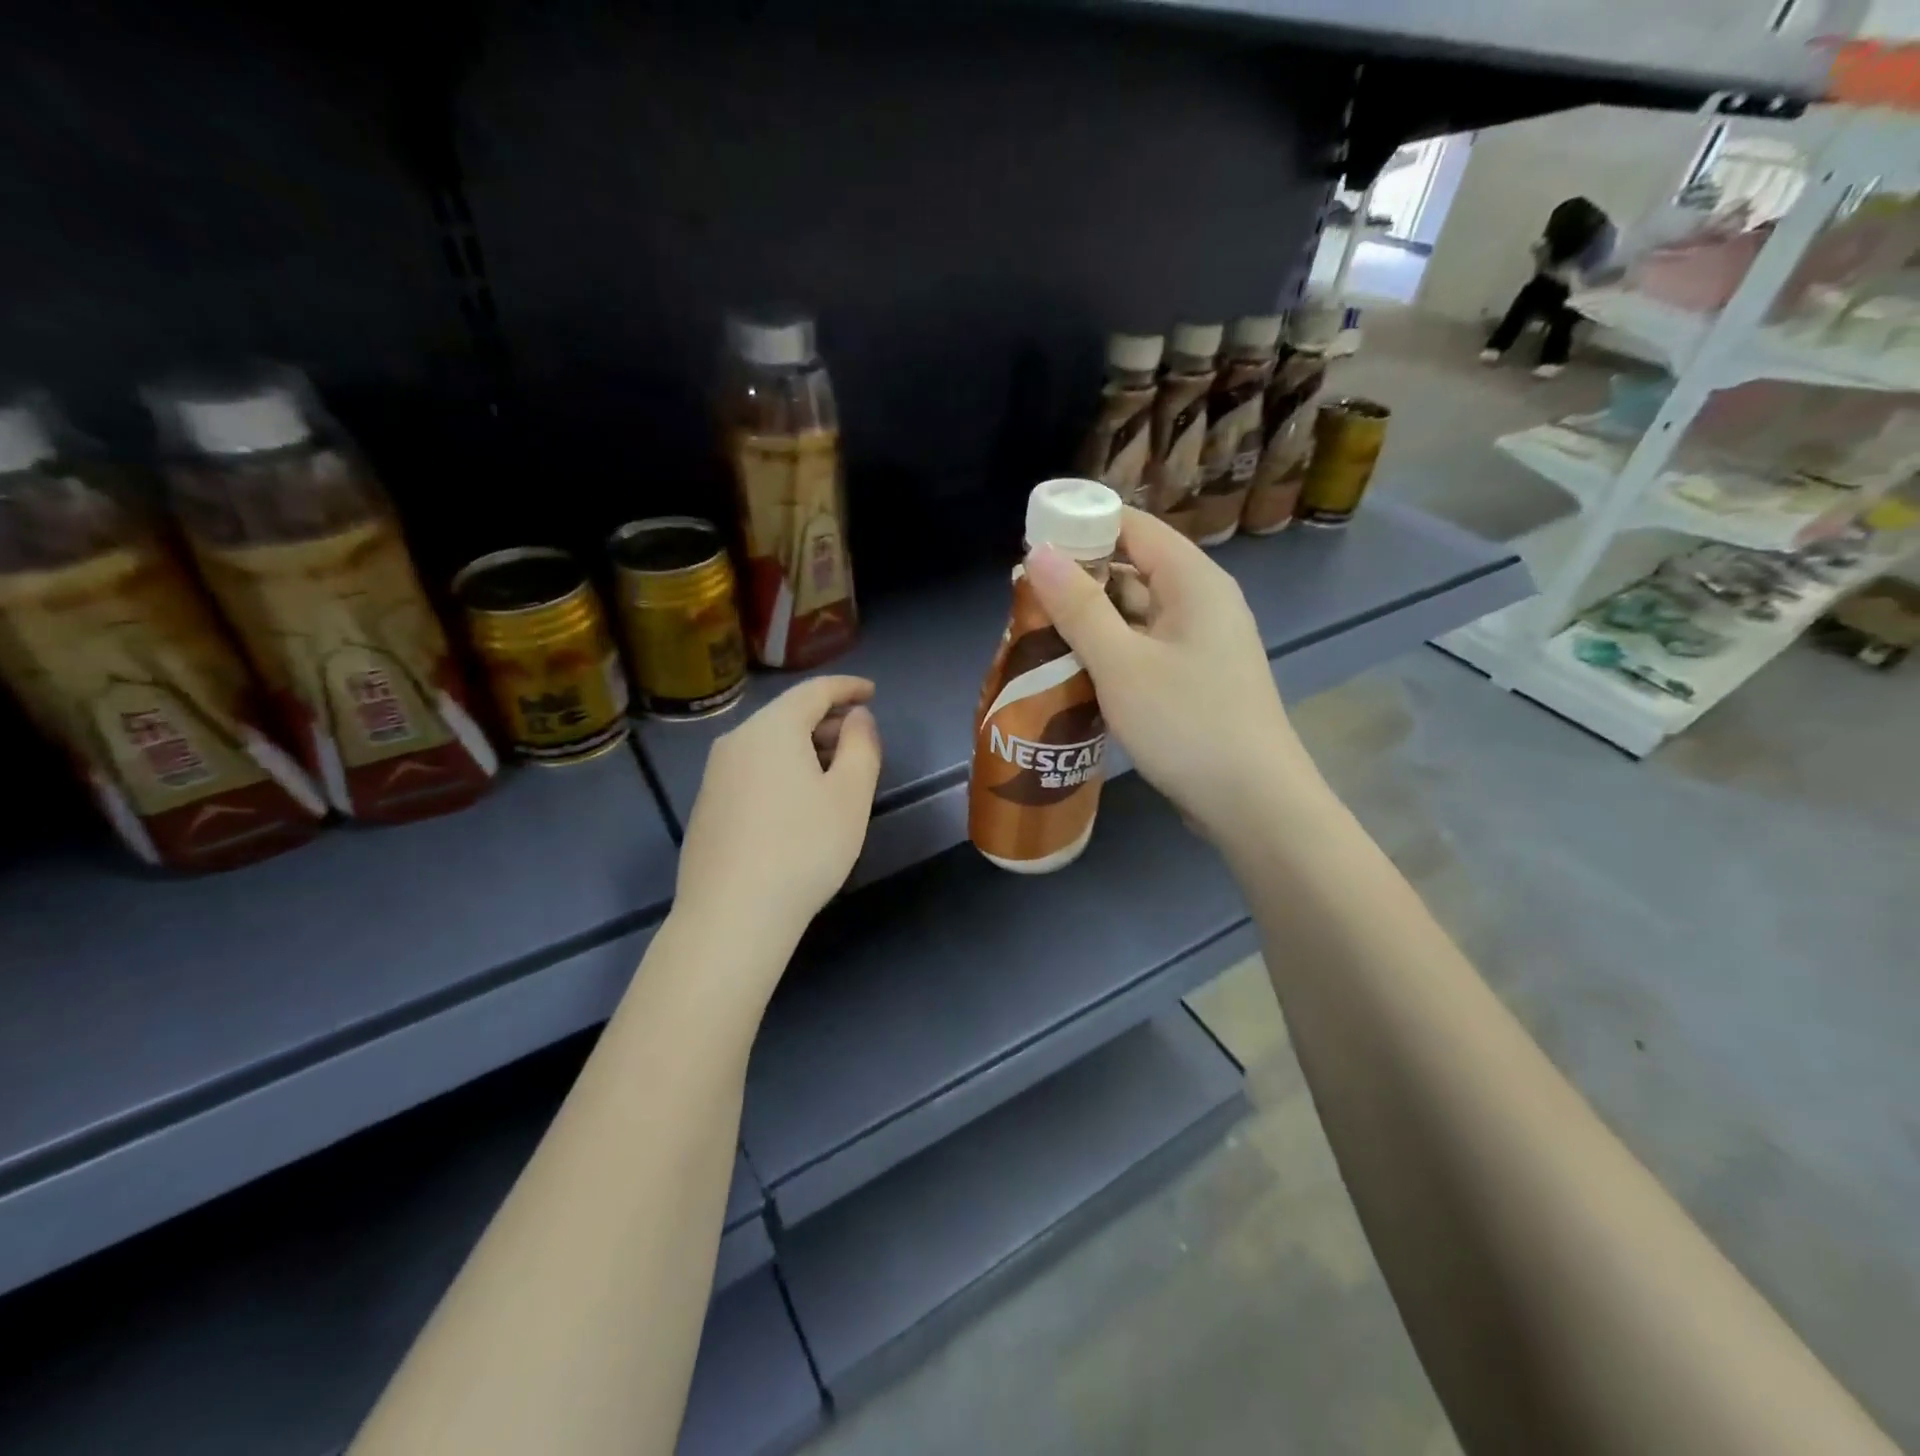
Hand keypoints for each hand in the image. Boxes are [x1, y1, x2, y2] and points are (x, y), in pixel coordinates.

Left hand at [674, 676, 881, 947]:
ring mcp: (715, 775)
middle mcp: (736, 741)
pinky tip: (799, 802)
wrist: (731, 915)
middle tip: (861, 741)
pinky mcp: (707, 806)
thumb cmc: (804, 848)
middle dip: (828, 721)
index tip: (872, 692)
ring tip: (836, 773)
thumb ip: (861, 745)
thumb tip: (857, 717)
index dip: (847, 687)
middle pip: (788, 716)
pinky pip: (753, 770)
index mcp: (772, 729)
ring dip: (806, 748)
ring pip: (769, 745)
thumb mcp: (850, 795)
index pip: (814, 691)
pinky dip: (783, 770)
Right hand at [1024, 508, 1315, 844]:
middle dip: (1078, 579)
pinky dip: (1109, 652)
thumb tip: (1037, 554)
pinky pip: (1143, 649)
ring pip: (1134, 614)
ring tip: (1035, 633)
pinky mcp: (1194, 680)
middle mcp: (1201, 603)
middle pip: (1133, 569)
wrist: (1253, 804)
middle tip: (1022, 598)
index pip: (1133, 526)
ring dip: (1089, 621)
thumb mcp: (1122, 664)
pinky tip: (1071, 669)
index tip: (1032, 543)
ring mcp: (1200, 644)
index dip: (1082, 524)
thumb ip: (1078, 607)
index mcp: (1194, 581)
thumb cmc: (1187, 724)